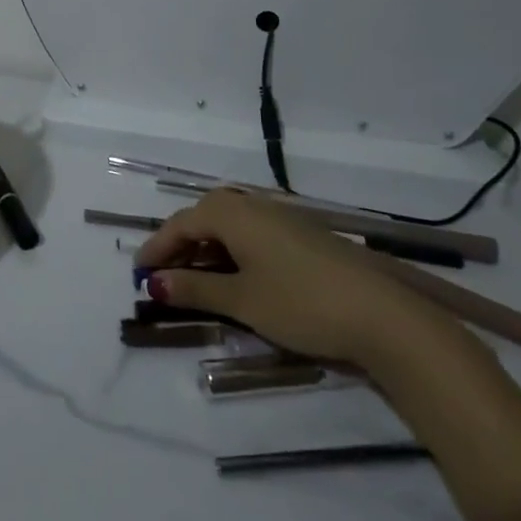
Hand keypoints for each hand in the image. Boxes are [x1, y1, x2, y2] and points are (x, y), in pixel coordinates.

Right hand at [134, 189, 440, 365]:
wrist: (382, 314)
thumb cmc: (301, 303)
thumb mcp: (242, 300)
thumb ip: (196, 288)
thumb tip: (154, 283)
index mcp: (232, 213)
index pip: (181, 223)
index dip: (157, 247)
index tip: (138, 272)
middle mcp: (254, 206)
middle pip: (204, 218)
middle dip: (180, 246)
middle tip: (163, 276)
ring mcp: (281, 219)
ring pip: (229, 227)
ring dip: (206, 250)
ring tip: (194, 280)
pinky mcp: (302, 236)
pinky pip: (251, 235)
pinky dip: (231, 252)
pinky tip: (236, 277)